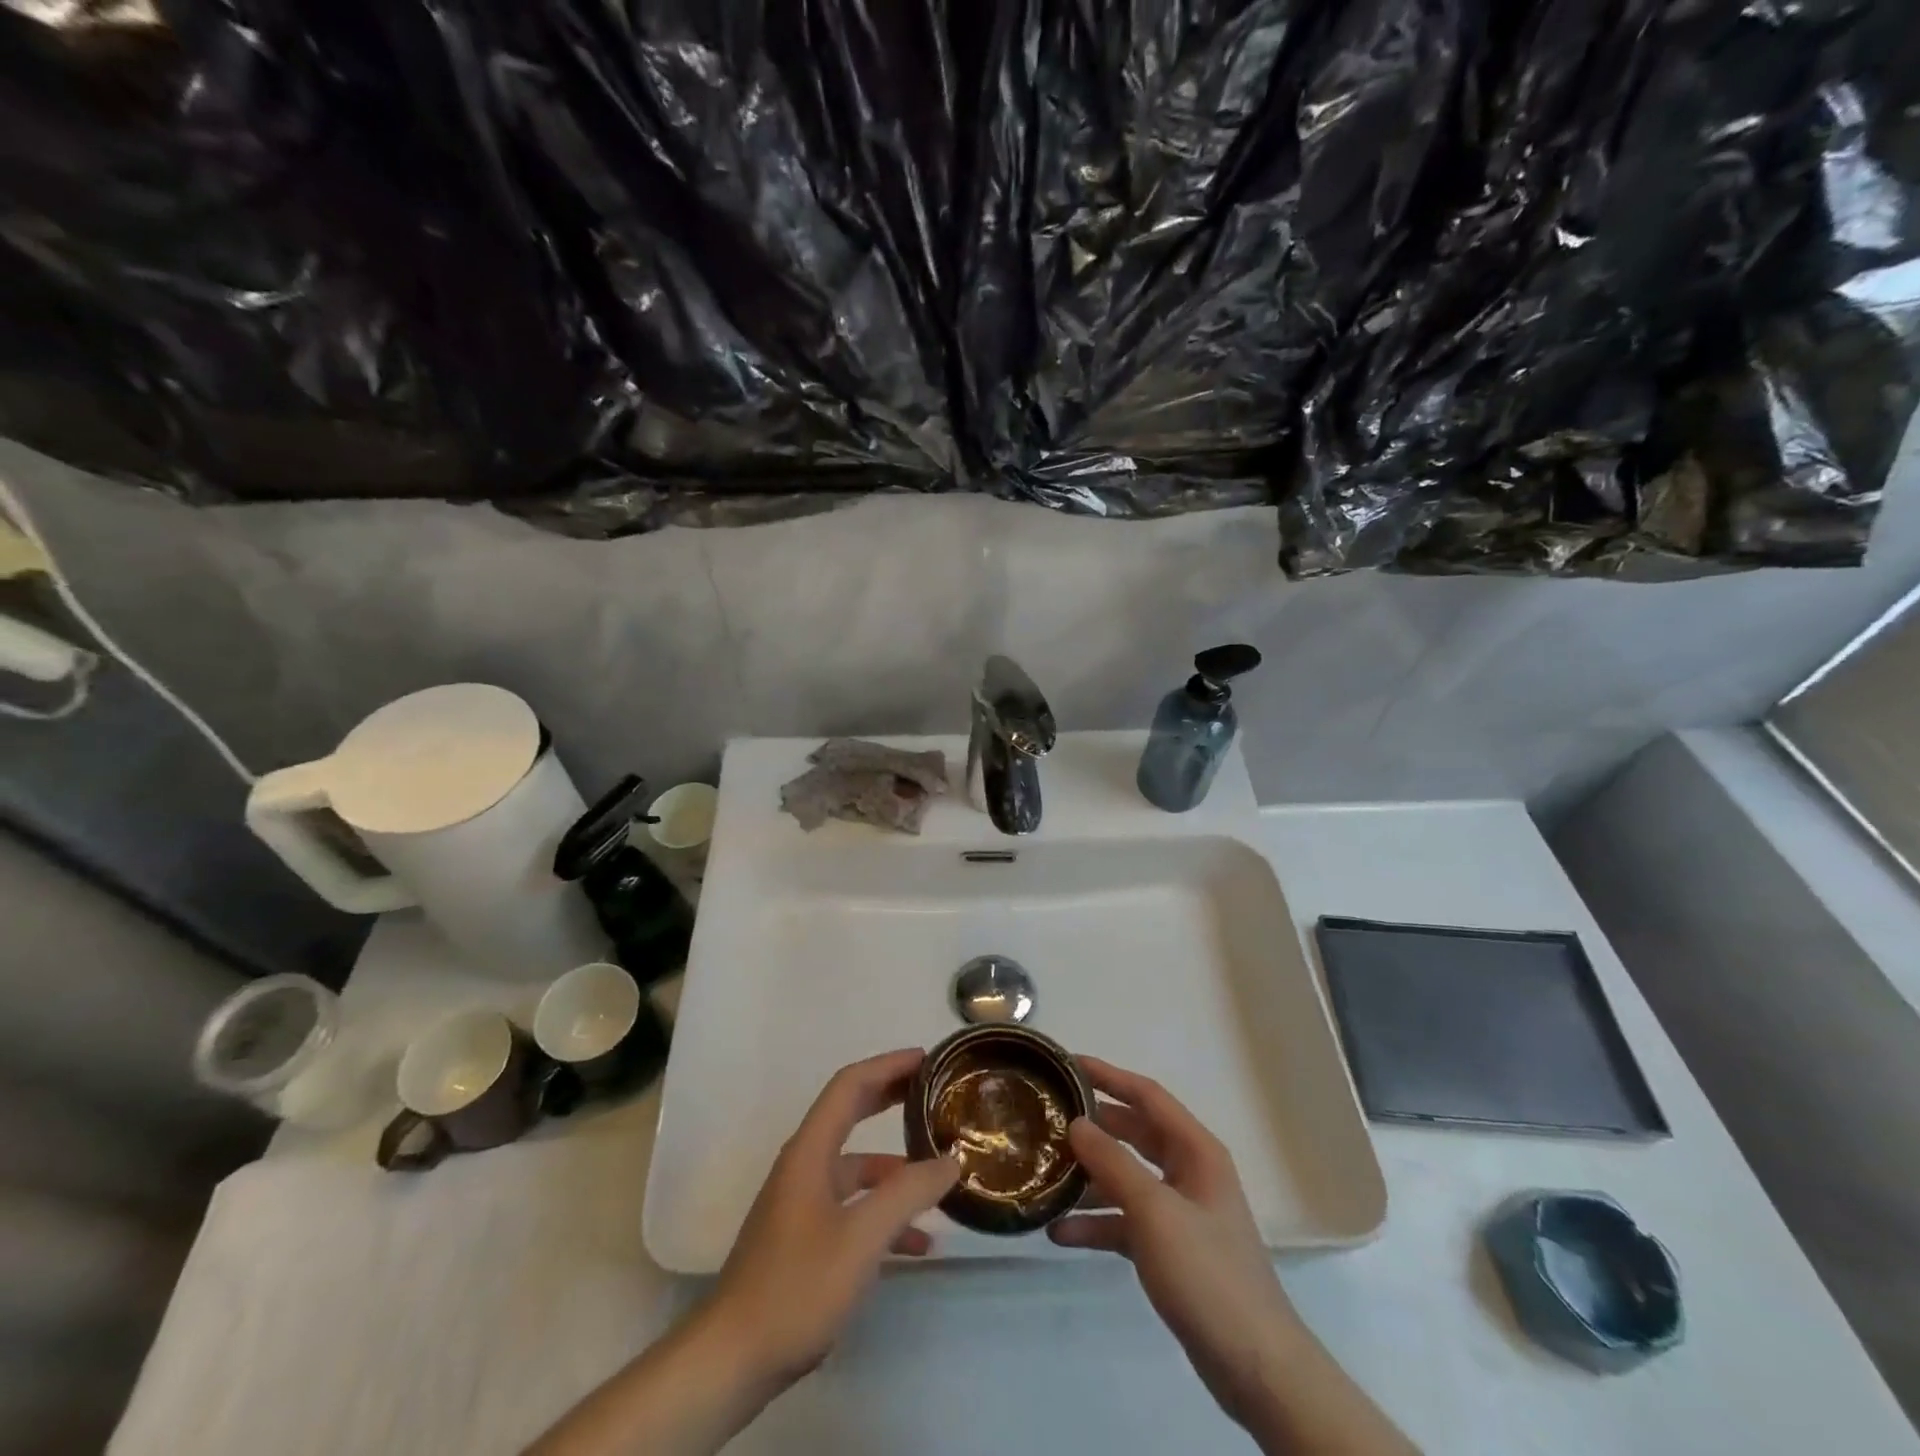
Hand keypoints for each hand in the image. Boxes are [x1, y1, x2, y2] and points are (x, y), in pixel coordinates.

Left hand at [706, 1048, 959, 1388]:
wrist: (732, 1360)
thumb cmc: (796, 1286)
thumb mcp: (862, 1238)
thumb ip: (909, 1193)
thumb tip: (952, 1159)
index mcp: (810, 1150)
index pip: (850, 1084)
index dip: (887, 1064)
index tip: (925, 1059)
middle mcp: (804, 1164)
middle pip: (851, 1113)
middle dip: (891, 1098)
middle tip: (933, 1093)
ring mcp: (802, 1202)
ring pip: (856, 1166)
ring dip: (896, 1166)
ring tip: (939, 1174)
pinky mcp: (804, 1236)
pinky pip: (852, 1206)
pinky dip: (883, 1210)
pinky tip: (917, 1242)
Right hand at [1049, 1056, 1298, 1430]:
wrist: (1255, 1367)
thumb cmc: (1207, 1273)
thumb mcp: (1154, 1211)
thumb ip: (1113, 1163)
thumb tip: (1076, 1123)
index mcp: (1196, 1150)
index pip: (1147, 1096)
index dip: (1108, 1076)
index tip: (1068, 1064)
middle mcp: (1188, 1172)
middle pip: (1133, 1134)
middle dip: (1094, 1127)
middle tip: (1048, 1117)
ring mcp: (1180, 1212)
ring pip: (1126, 1178)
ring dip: (1089, 1179)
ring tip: (1045, 1175)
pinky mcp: (1170, 1249)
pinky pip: (1126, 1222)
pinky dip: (1097, 1224)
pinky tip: (1060, 1233)